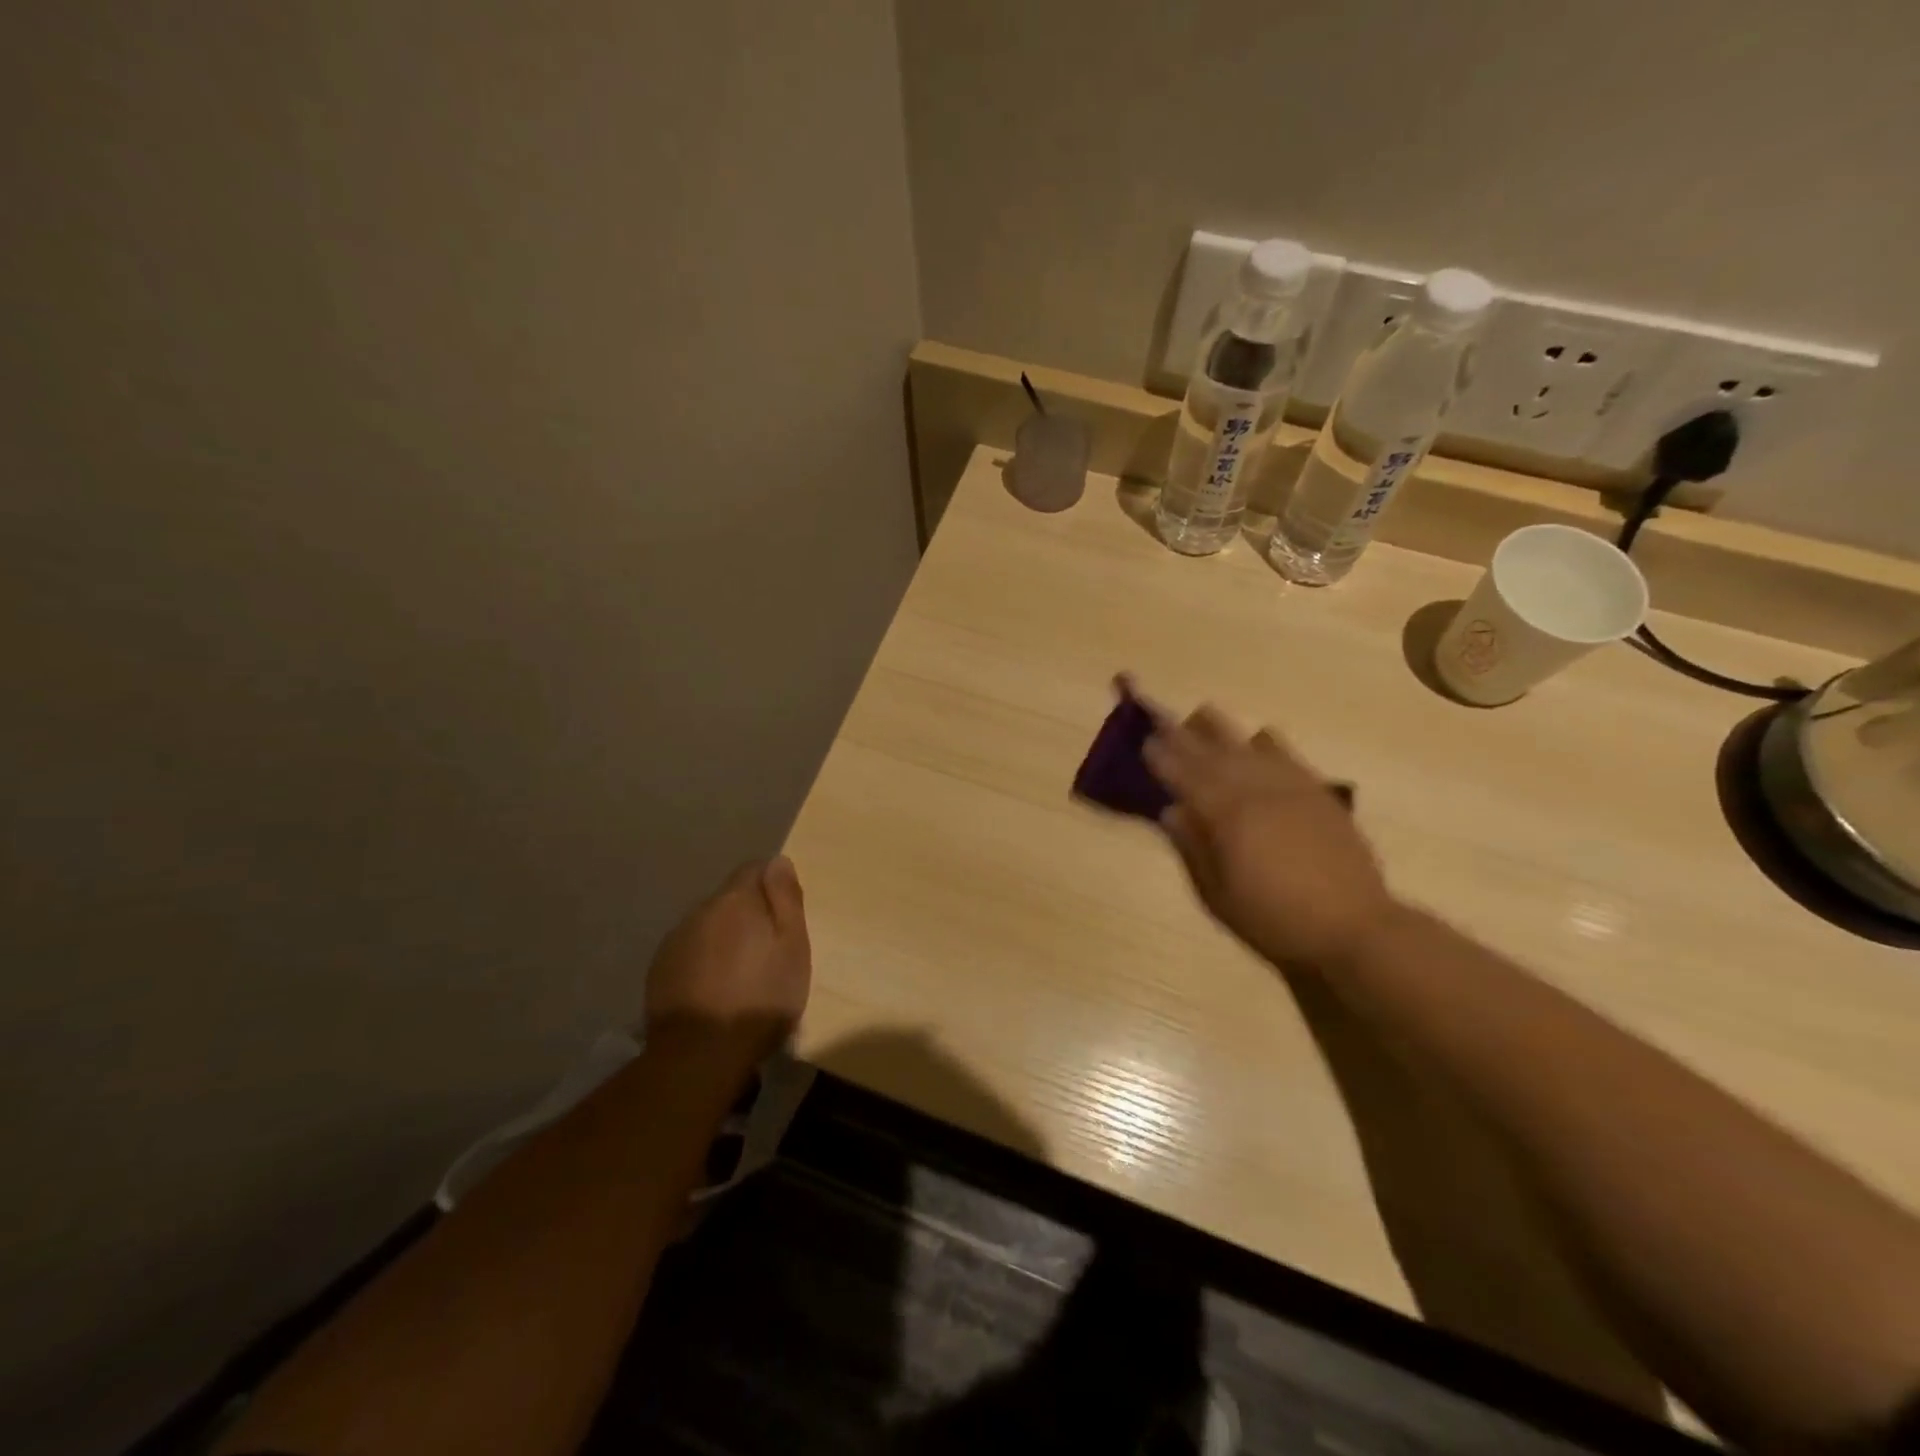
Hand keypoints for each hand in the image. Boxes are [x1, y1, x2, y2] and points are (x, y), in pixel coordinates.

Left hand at [645, 857, 811, 1070]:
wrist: (700, 1054)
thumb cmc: (760, 998)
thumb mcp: (792, 947)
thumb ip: (786, 900)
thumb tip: (778, 861)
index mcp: (735, 900)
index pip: (754, 868)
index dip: (773, 886)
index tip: (785, 916)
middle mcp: (700, 910)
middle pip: (729, 899)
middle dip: (748, 914)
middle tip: (768, 951)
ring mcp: (674, 941)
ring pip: (707, 926)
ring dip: (724, 939)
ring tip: (740, 974)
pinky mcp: (659, 970)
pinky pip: (689, 952)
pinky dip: (703, 961)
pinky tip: (713, 990)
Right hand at [1144, 705, 1396, 973]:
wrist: (1353, 926)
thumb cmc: (1275, 919)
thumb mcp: (1219, 895)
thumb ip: (1193, 848)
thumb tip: (1170, 811)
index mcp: (1226, 815)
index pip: (1184, 776)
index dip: (1162, 757)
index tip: (1144, 741)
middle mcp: (1255, 789)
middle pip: (1211, 751)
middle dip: (1182, 734)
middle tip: (1160, 719)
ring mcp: (1289, 785)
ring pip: (1247, 742)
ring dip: (1220, 729)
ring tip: (1201, 718)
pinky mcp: (1317, 790)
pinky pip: (1285, 753)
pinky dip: (1263, 742)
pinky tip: (1257, 739)